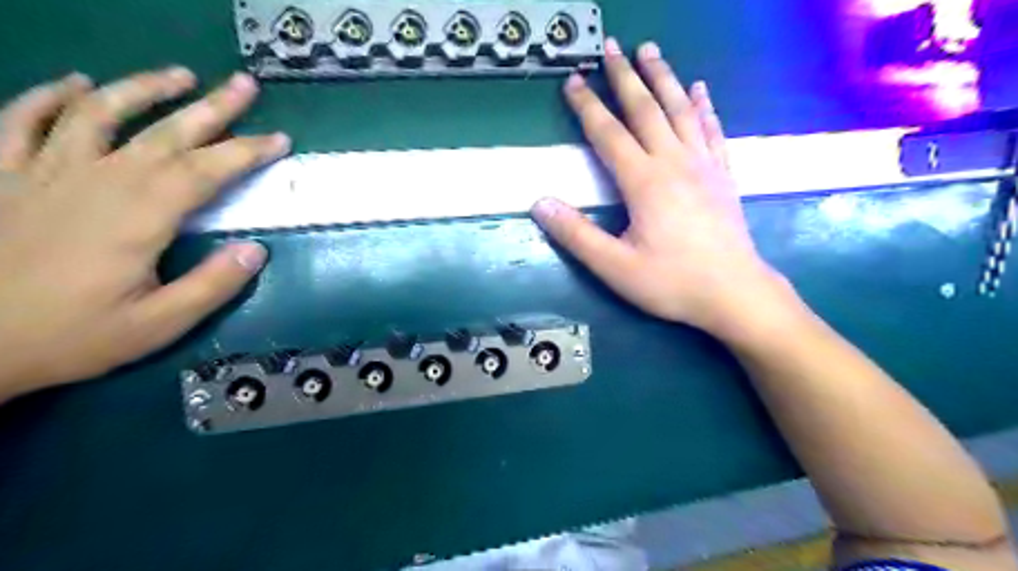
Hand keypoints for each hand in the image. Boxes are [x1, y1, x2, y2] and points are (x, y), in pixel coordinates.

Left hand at [0, 69, 289, 398]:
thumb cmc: (73, 336)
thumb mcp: (159, 324)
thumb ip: (212, 285)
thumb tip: (256, 249)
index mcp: (140, 216)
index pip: (206, 171)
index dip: (247, 152)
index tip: (279, 140)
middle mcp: (98, 181)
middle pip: (164, 133)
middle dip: (212, 107)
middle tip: (244, 84)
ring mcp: (44, 173)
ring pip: (98, 114)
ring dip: (143, 89)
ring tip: (178, 74)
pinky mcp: (3, 177)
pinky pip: (22, 121)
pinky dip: (50, 97)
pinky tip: (78, 84)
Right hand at [528, 40, 799, 338]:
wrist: (735, 294)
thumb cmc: (672, 282)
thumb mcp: (615, 267)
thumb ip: (576, 235)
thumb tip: (540, 203)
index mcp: (644, 182)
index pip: (609, 134)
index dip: (588, 106)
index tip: (573, 80)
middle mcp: (674, 162)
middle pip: (646, 110)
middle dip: (625, 77)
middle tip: (611, 47)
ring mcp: (704, 165)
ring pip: (680, 110)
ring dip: (663, 78)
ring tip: (650, 50)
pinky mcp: (723, 175)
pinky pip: (712, 130)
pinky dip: (703, 106)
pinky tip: (699, 90)